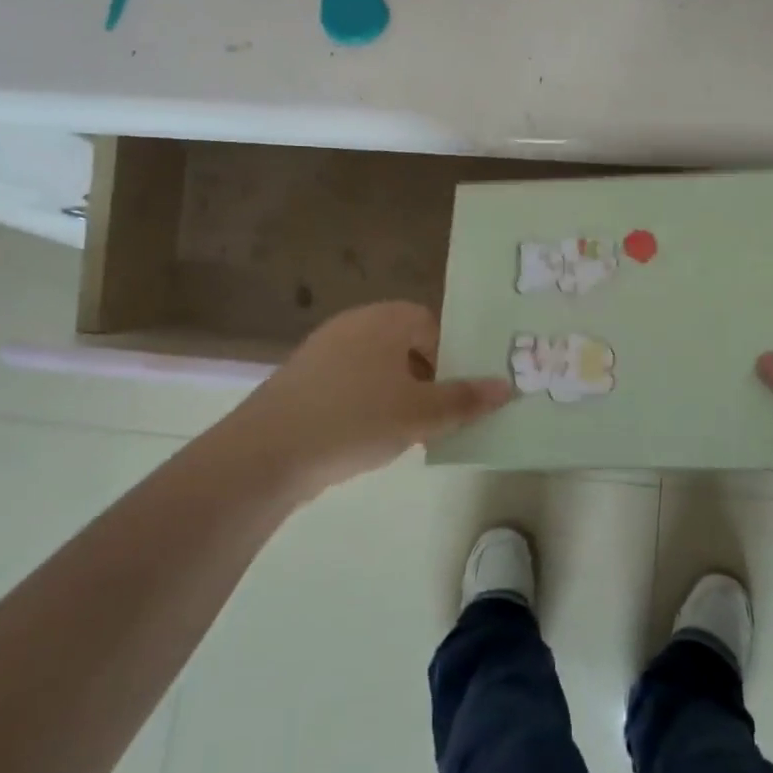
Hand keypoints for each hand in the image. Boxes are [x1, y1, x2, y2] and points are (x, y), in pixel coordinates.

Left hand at [232, 302, 512, 498]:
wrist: (266, 453)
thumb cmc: (355, 419)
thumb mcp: (421, 414)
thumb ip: (465, 399)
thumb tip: (506, 386)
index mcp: (386, 319)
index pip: (433, 325)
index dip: (453, 357)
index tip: (459, 394)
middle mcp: (354, 324)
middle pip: (406, 345)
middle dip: (428, 378)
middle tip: (440, 415)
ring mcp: (323, 350)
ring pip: (378, 367)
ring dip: (399, 394)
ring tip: (407, 432)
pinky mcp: (302, 379)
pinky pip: (350, 383)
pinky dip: (367, 404)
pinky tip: (367, 437)